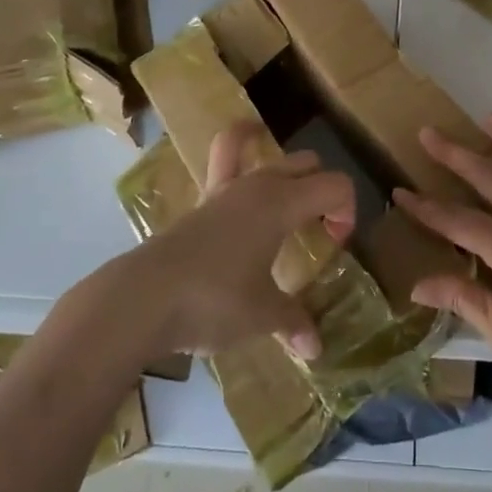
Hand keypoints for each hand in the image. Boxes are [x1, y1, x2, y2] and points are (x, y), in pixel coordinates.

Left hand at [125, 121, 355, 361]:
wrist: (144, 298)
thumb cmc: (214, 301)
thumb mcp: (261, 316)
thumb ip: (292, 322)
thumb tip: (314, 349)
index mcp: (282, 203)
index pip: (335, 185)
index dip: (346, 211)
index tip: (335, 246)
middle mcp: (259, 185)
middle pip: (308, 164)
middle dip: (323, 191)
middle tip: (318, 232)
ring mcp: (227, 188)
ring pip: (271, 156)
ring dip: (289, 173)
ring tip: (291, 203)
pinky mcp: (202, 201)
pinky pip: (227, 156)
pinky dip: (242, 143)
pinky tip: (247, 144)